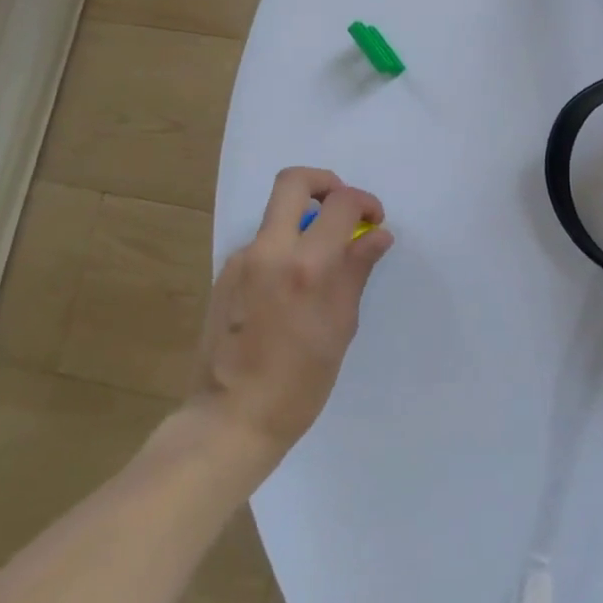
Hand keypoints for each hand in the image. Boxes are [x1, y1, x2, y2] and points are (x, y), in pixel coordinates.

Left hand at [190, 167, 393, 455]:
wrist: (228, 420)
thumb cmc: (298, 384)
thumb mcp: (341, 327)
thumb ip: (357, 271)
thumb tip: (377, 235)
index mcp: (306, 265)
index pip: (341, 203)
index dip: (365, 203)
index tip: (374, 222)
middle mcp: (268, 251)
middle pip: (293, 181)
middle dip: (326, 183)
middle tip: (345, 210)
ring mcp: (240, 261)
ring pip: (277, 215)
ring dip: (305, 223)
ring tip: (323, 265)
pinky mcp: (225, 275)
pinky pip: (263, 245)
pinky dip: (286, 249)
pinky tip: (294, 290)